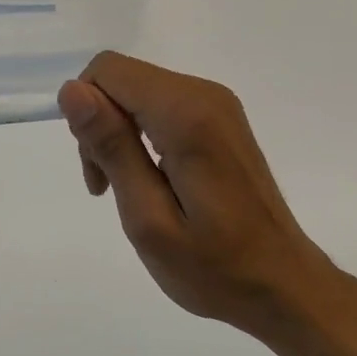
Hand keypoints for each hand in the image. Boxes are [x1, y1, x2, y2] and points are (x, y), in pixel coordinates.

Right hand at [58, 53, 337, 334]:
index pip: (108, 71)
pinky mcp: (221, 118)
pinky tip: (152, 180)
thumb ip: (111, 147)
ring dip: (119, 133)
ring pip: (138, 91)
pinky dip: (143, 135)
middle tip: (109, 187)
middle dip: (101, 125)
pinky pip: (161, 105)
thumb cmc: (214, 266)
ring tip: (129, 191)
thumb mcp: (148, 217)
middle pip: (122, 78)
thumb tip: (72, 90)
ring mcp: (217, 104)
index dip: (86, 113)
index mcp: (185, 114)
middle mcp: (204, 94)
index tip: (99, 171)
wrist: (284, 285)